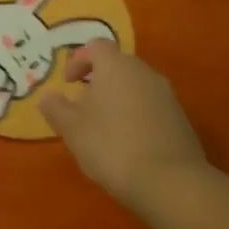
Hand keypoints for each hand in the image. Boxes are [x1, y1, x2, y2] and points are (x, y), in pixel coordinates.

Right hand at [38, 41, 209, 212]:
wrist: (171, 182)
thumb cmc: (112, 147)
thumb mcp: (72, 130)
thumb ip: (56, 108)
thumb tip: (48, 96)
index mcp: (116, 66)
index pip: (96, 46)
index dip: (79, 60)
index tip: (68, 83)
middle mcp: (144, 72)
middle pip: (118, 65)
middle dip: (98, 81)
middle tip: (83, 107)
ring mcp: (166, 95)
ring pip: (136, 86)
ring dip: (118, 99)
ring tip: (105, 128)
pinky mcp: (181, 118)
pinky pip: (152, 106)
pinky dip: (137, 115)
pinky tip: (129, 143)